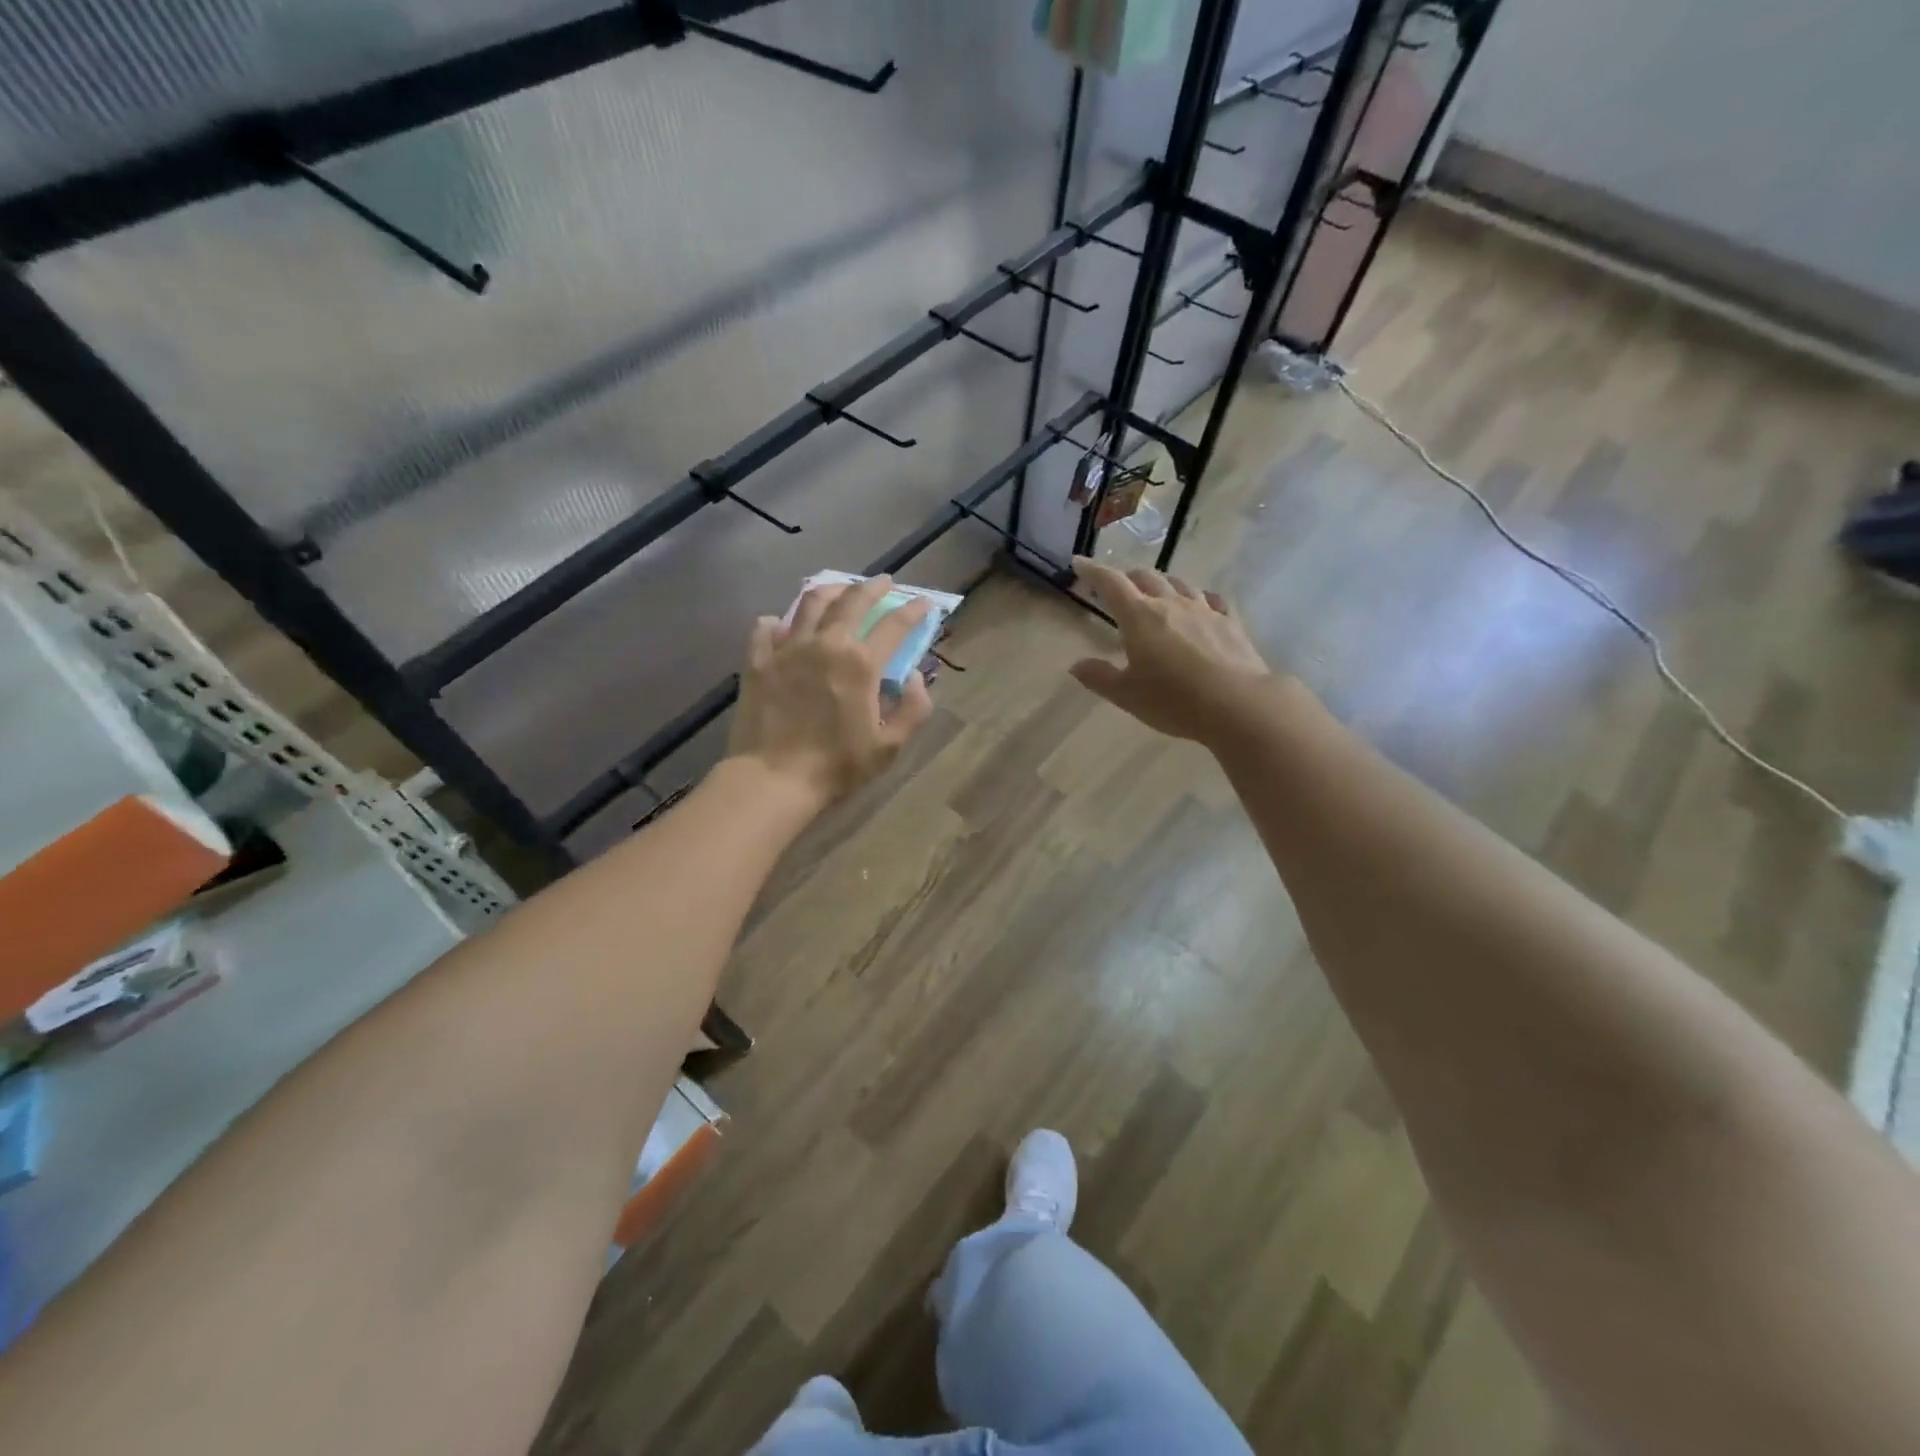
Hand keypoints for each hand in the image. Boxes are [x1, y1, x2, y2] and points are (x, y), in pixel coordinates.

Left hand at [728, 575, 934, 808]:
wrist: (773, 778)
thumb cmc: (837, 766)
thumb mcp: (889, 747)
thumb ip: (912, 709)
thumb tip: (914, 677)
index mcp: (861, 663)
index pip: (895, 624)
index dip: (913, 610)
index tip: (925, 602)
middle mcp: (826, 644)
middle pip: (852, 601)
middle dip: (873, 587)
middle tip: (885, 582)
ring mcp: (787, 649)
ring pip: (810, 604)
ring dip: (831, 590)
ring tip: (840, 589)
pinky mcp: (758, 661)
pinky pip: (767, 628)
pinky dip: (779, 621)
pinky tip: (783, 623)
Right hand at [1068, 558, 1274, 743]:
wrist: (1238, 704)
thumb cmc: (1174, 700)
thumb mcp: (1127, 695)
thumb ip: (1099, 677)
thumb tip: (1076, 665)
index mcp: (1139, 617)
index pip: (1111, 583)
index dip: (1092, 571)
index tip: (1078, 562)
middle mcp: (1170, 604)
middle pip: (1145, 577)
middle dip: (1127, 577)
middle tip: (1116, 587)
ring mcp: (1204, 610)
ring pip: (1179, 584)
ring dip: (1162, 583)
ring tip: (1156, 591)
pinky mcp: (1230, 622)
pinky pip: (1211, 600)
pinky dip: (1199, 598)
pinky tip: (1201, 604)